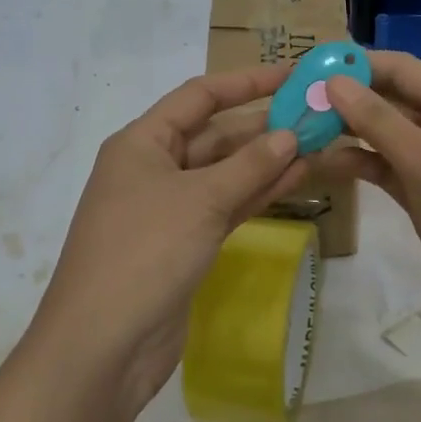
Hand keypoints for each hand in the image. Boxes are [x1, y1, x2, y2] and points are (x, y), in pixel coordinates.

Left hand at [28, 65, 305, 417]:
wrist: (103, 346)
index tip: (291, 74)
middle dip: (263, 125)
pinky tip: (296, 179)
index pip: (199, 96)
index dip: (246, 82)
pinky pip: (225, 205)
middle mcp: (153, 167)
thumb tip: (290, 134)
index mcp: (142, 143)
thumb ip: (249, 166)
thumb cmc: (145, 253)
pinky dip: (257, 192)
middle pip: (214, 133)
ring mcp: (168, 208)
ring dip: (266, 160)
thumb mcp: (201, 201)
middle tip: (316, 115)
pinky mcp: (183, 242)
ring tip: (317, 143)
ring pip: (224, 172)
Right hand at [320, 51, 420, 354]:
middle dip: (346, 97)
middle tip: (295, 99)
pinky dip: (357, 163)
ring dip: (347, 131)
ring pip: (384, 135)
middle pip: (390, 99)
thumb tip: (334, 81)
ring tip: (299, 128)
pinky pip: (385, 168)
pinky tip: (323, 163)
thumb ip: (378, 121)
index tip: (309, 66)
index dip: (357, 63)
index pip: (401, 69)